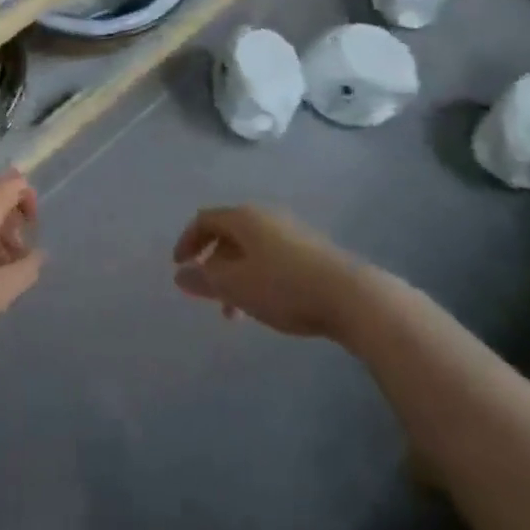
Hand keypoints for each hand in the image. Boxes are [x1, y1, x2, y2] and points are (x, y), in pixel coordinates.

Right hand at [172, 206, 364, 338]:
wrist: (351, 296)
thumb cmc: (283, 287)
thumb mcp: (235, 287)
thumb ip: (204, 280)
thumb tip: (180, 274)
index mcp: (243, 218)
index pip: (204, 220)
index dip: (187, 241)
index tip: (178, 267)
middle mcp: (265, 217)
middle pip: (228, 235)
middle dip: (213, 265)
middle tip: (208, 295)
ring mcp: (291, 233)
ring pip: (251, 251)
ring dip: (236, 277)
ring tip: (236, 313)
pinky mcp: (311, 252)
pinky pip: (271, 259)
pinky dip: (257, 278)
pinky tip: (266, 306)